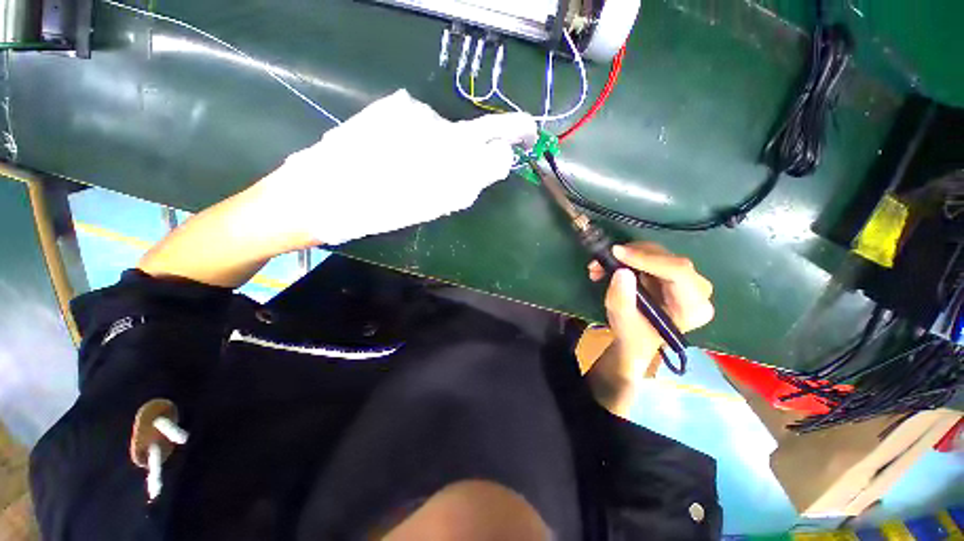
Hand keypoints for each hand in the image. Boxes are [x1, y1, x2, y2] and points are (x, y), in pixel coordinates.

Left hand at [261, 89, 535, 244]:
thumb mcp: (432, 206)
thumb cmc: (380, 210)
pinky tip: (400, 152)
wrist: (322, 192)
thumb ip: (467, 183)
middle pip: (480, 129)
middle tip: (511, 135)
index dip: (512, 142)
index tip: (525, 138)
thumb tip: (492, 163)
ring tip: (418, 166)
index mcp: (449, 166)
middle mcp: (440, 132)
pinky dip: (421, 136)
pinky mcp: (395, 105)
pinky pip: (421, 122)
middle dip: (497, 134)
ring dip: (445, 146)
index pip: (496, 146)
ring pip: (447, 130)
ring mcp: (416, 114)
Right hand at [589, 242, 713, 372]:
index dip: (646, 259)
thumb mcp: (623, 322)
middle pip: (667, 259)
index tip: (616, 253)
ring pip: (656, 253)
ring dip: (625, 256)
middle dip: (630, 256)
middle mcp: (697, 289)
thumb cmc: (633, 335)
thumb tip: (621, 272)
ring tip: (598, 268)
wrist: (636, 339)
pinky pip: (650, 255)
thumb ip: (622, 300)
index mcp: (694, 307)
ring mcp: (686, 278)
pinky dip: (626, 257)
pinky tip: (608, 268)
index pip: (678, 273)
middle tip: (599, 263)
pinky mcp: (671, 271)